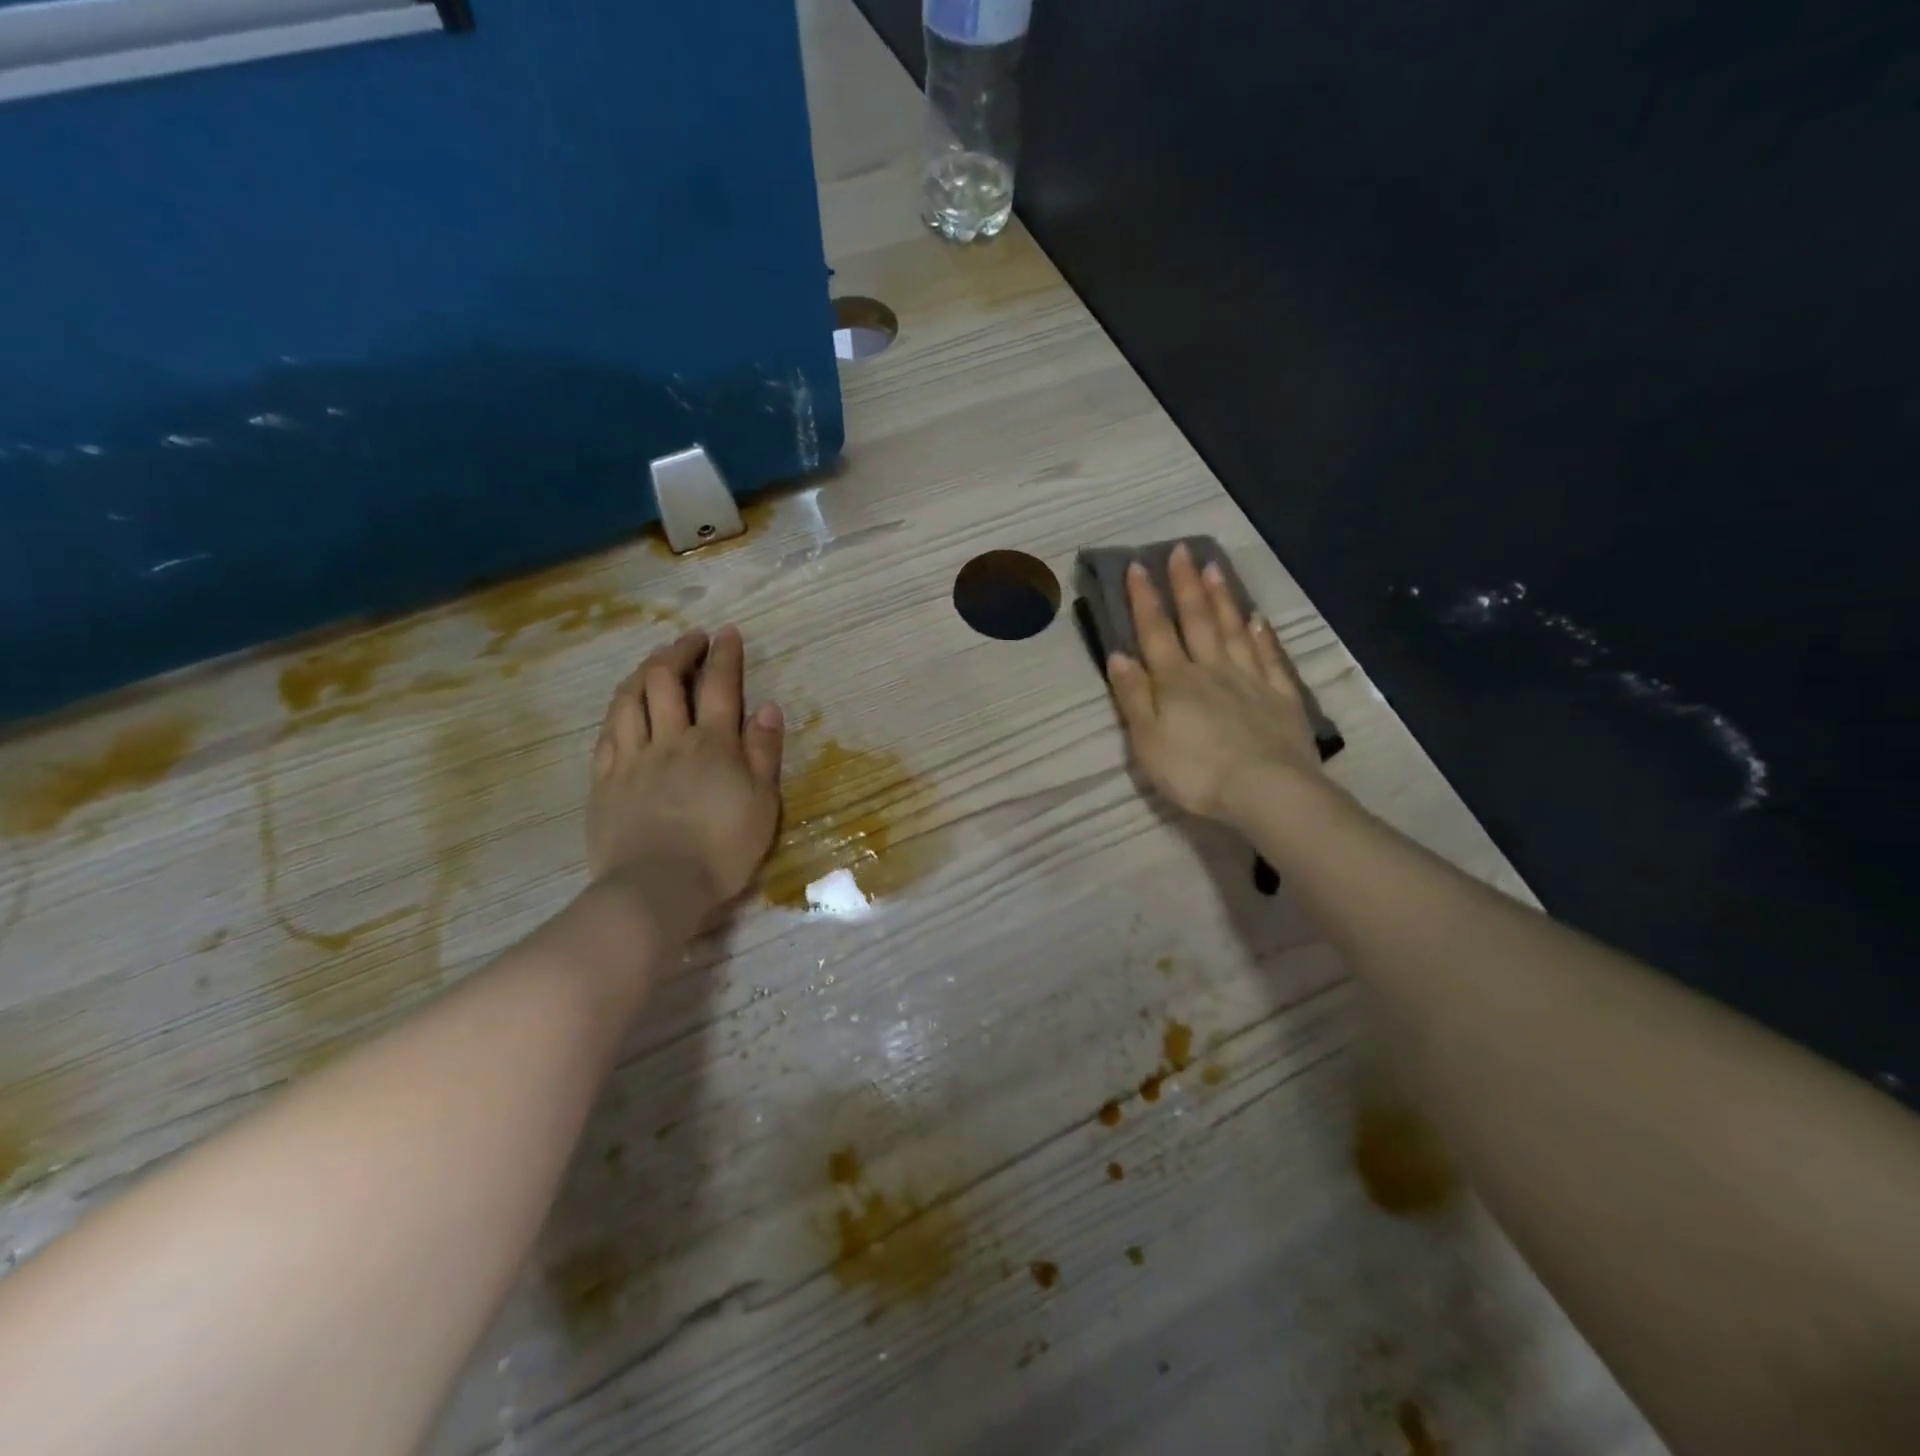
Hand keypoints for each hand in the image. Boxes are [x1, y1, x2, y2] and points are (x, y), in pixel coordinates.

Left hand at [587, 625, 783, 905]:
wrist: (657, 887)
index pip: (719, 685)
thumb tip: (768, 708)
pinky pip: (607, 732)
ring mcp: (631, 758)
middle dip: (679, 651)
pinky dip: (618, 709)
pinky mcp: (605, 780)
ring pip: (629, 698)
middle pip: (666, 679)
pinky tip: (624, 706)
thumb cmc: (721, 850)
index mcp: (712, 744)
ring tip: (654, 661)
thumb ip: (764, 753)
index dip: (724, 655)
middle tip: (691, 639)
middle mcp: (669, 739)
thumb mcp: (762, 804)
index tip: (727, 633)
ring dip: (643, 671)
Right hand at [1105, 545, 1322, 826]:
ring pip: (1234, 631)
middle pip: (1198, 621)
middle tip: (1182, 550)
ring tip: (1215, 568)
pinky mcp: (1281, 698)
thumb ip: (1133, 696)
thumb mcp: (1147, 741)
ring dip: (1222, 598)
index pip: (1155, 632)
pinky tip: (1258, 619)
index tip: (1138, 565)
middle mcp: (1212, 670)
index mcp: (1176, 682)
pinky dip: (1263, 636)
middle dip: (1186, 585)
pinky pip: (1270, 658)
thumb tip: (1119, 655)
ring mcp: (1251, 680)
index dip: (1145, 599)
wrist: (1266, 791)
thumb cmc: (1196, 771)